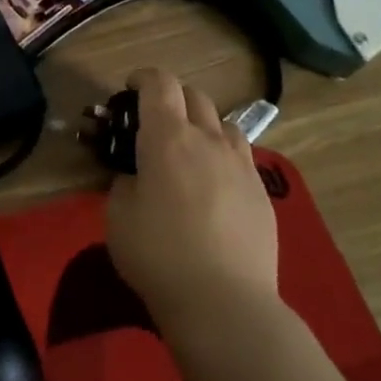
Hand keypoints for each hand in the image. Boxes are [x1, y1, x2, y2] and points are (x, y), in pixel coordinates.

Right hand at [106, 67, 279, 329]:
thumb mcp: (117, 215)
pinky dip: (223, 157)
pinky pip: (242, 158)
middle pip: (194, 96)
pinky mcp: (263, 194)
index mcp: (167, 138)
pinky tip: (212, 187)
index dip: (142, 78)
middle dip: (171, 98)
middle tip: (153, 122)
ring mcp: (242, 166)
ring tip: (188, 151)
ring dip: (202, 125)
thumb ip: (124, 183)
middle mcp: (209, 140)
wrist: (224, 302)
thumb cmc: (157, 254)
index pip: (159, 83)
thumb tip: (136, 177)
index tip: (128, 89)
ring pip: (224, 124)